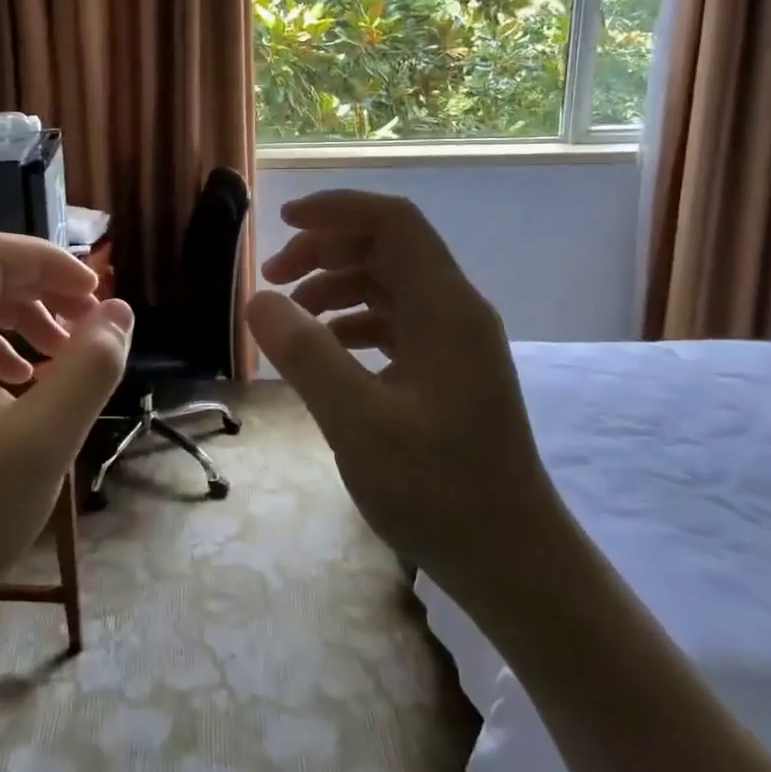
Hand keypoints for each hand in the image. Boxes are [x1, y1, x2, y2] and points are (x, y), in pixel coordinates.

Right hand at [245, 190, 557, 587]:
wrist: (512, 563)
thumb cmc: (439, 492)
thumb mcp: (358, 423)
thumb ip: (306, 356)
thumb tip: (258, 300)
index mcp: (446, 309)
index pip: (394, 221)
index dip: (337, 208)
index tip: (282, 221)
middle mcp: (456, 313)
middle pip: (388, 248)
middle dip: (326, 250)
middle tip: (273, 280)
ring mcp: (454, 343)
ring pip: (389, 285)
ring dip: (335, 286)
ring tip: (289, 316)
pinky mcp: (447, 372)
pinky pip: (394, 322)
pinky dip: (352, 322)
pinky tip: (325, 351)